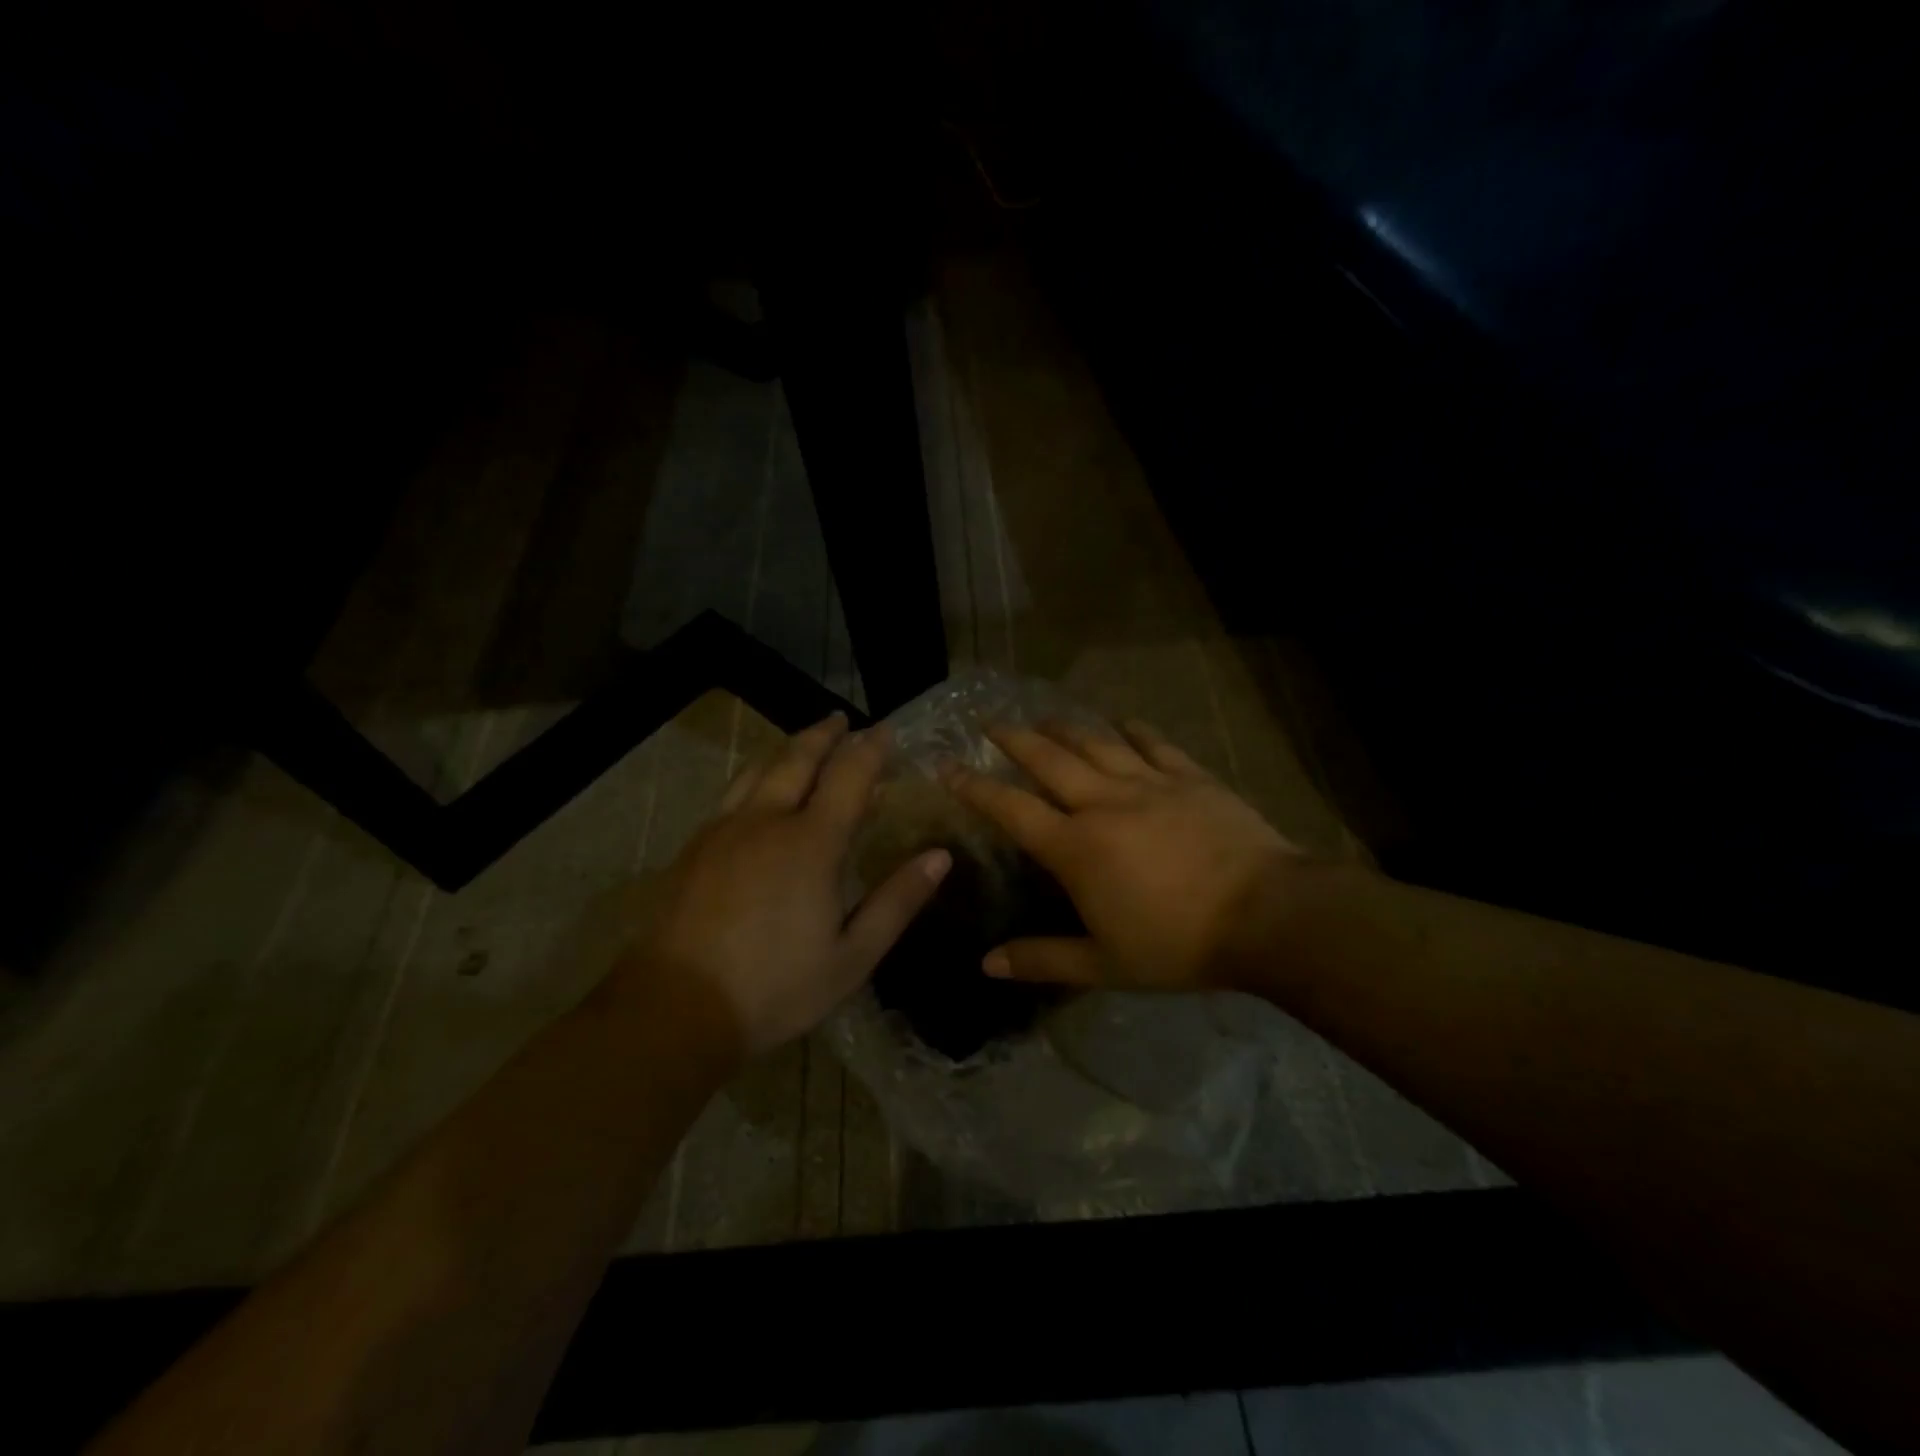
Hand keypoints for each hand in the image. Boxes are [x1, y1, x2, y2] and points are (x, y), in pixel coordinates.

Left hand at [620, 713, 951, 1057]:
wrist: (675, 1008)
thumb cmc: (776, 987)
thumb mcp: (853, 956)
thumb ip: (898, 901)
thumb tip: (940, 857)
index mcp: (811, 843)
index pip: (849, 776)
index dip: (870, 749)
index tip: (886, 731)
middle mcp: (767, 821)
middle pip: (798, 759)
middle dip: (825, 735)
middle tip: (842, 720)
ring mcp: (724, 830)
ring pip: (759, 770)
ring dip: (788, 748)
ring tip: (804, 741)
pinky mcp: (695, 846)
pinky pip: (732, 793)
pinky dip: (757, 775)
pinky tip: (757, 789)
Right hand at [941, 719, 1302, 990]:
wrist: (1268, 915)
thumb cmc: (1179, 944)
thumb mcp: (1105, 964)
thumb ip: (1042, 960)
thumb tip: (986, 965)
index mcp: (1076, 847)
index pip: (1011, 809)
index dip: (975, 787)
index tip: (948, 767)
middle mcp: (1103, 803)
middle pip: (1048, 759)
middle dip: (1013, 738)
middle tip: (989, 721)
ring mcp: (1149, 783)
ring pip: (1096, 743)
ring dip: (1065, 728)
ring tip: (1044, 718)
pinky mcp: (1190, 777)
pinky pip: (1153, 743)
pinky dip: (1133, 729)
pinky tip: (1122, 722)